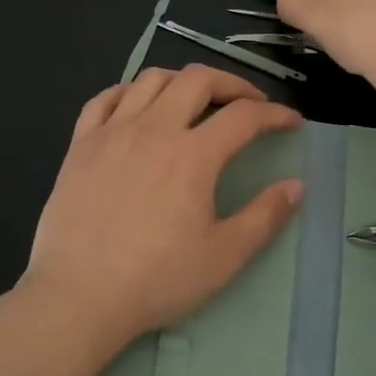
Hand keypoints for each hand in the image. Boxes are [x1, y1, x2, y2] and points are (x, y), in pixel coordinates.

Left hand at [22, 65, 303, 346]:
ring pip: (151, 79)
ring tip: (195, 100)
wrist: (78, 296)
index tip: (291, 122)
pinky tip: (137, 107)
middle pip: (198, 80)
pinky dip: (129, 92)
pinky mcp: (80, 145)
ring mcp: (112, 132)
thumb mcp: (223, 256)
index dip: (274, 113)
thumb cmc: (156, 279)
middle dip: (232, 84)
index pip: (244, 116)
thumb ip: (264, 216)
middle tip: (248, 103)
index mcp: (193, 155)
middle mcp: (153, 129)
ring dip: (182, 81)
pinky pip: (104, 98)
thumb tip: (296, 186)